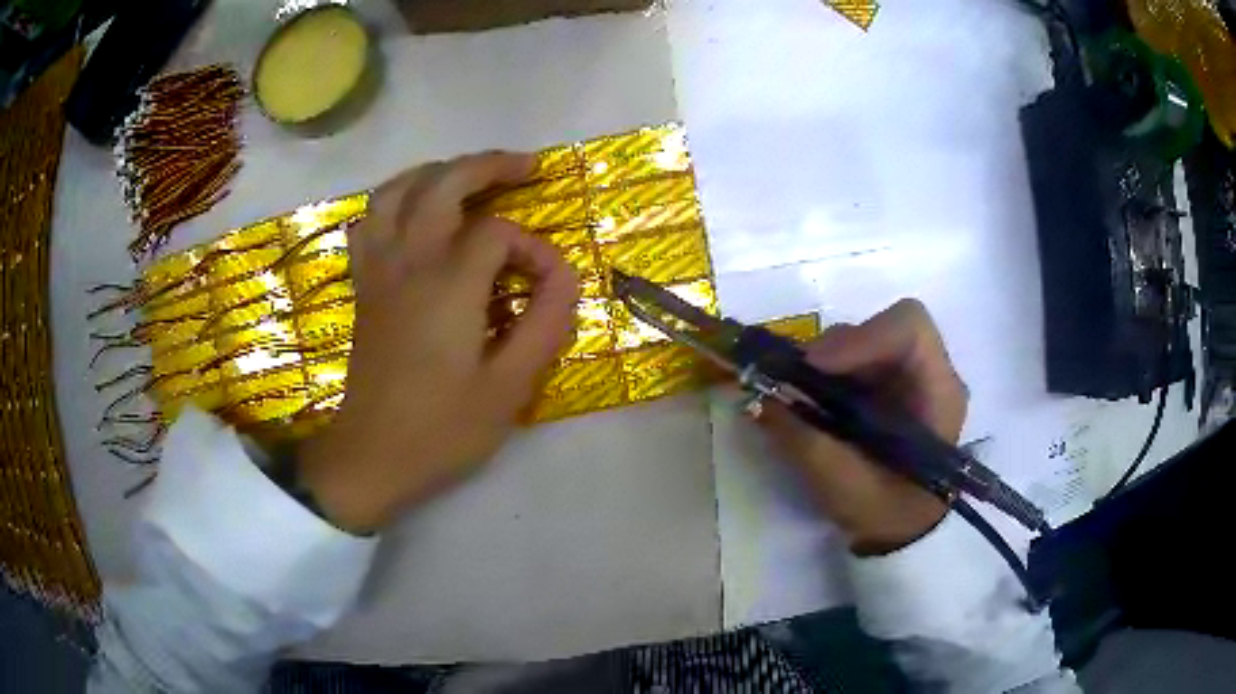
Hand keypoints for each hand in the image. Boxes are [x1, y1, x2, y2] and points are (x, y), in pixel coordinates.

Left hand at [297, 153, 578, 533]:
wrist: (372, 457)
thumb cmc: (442, 431)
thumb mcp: (510, 388)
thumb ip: (545, 324)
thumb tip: (566, 276)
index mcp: (448, 286)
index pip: (498, 234)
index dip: (534, 248)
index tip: (550, 284)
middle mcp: (408, 263)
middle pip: (441, 184)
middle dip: (486, 165)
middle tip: (524, 165)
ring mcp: (378, 271)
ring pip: (395, 191)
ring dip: (434, 172)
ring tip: (466, 176)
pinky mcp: (364, 287)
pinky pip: (370, 222)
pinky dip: (393, 201)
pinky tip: (413, 212)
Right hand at [761, 300, 966, 554]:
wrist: (903, 529)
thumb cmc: (885, 513)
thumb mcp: (843, 488)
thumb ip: (803, 442)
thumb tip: (757, 400)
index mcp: (939, 393)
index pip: (910, 329)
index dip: (860, 337)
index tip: (814, 366)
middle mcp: (931, 372)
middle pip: (884, 328)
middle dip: (836, 350)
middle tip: (796, 381)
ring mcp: (911, 375)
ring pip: (866, 339)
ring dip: (829, 361)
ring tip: (801, 396)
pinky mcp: (891, 382)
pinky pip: (857, 357)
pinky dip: (828, 372)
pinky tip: (814, 400)